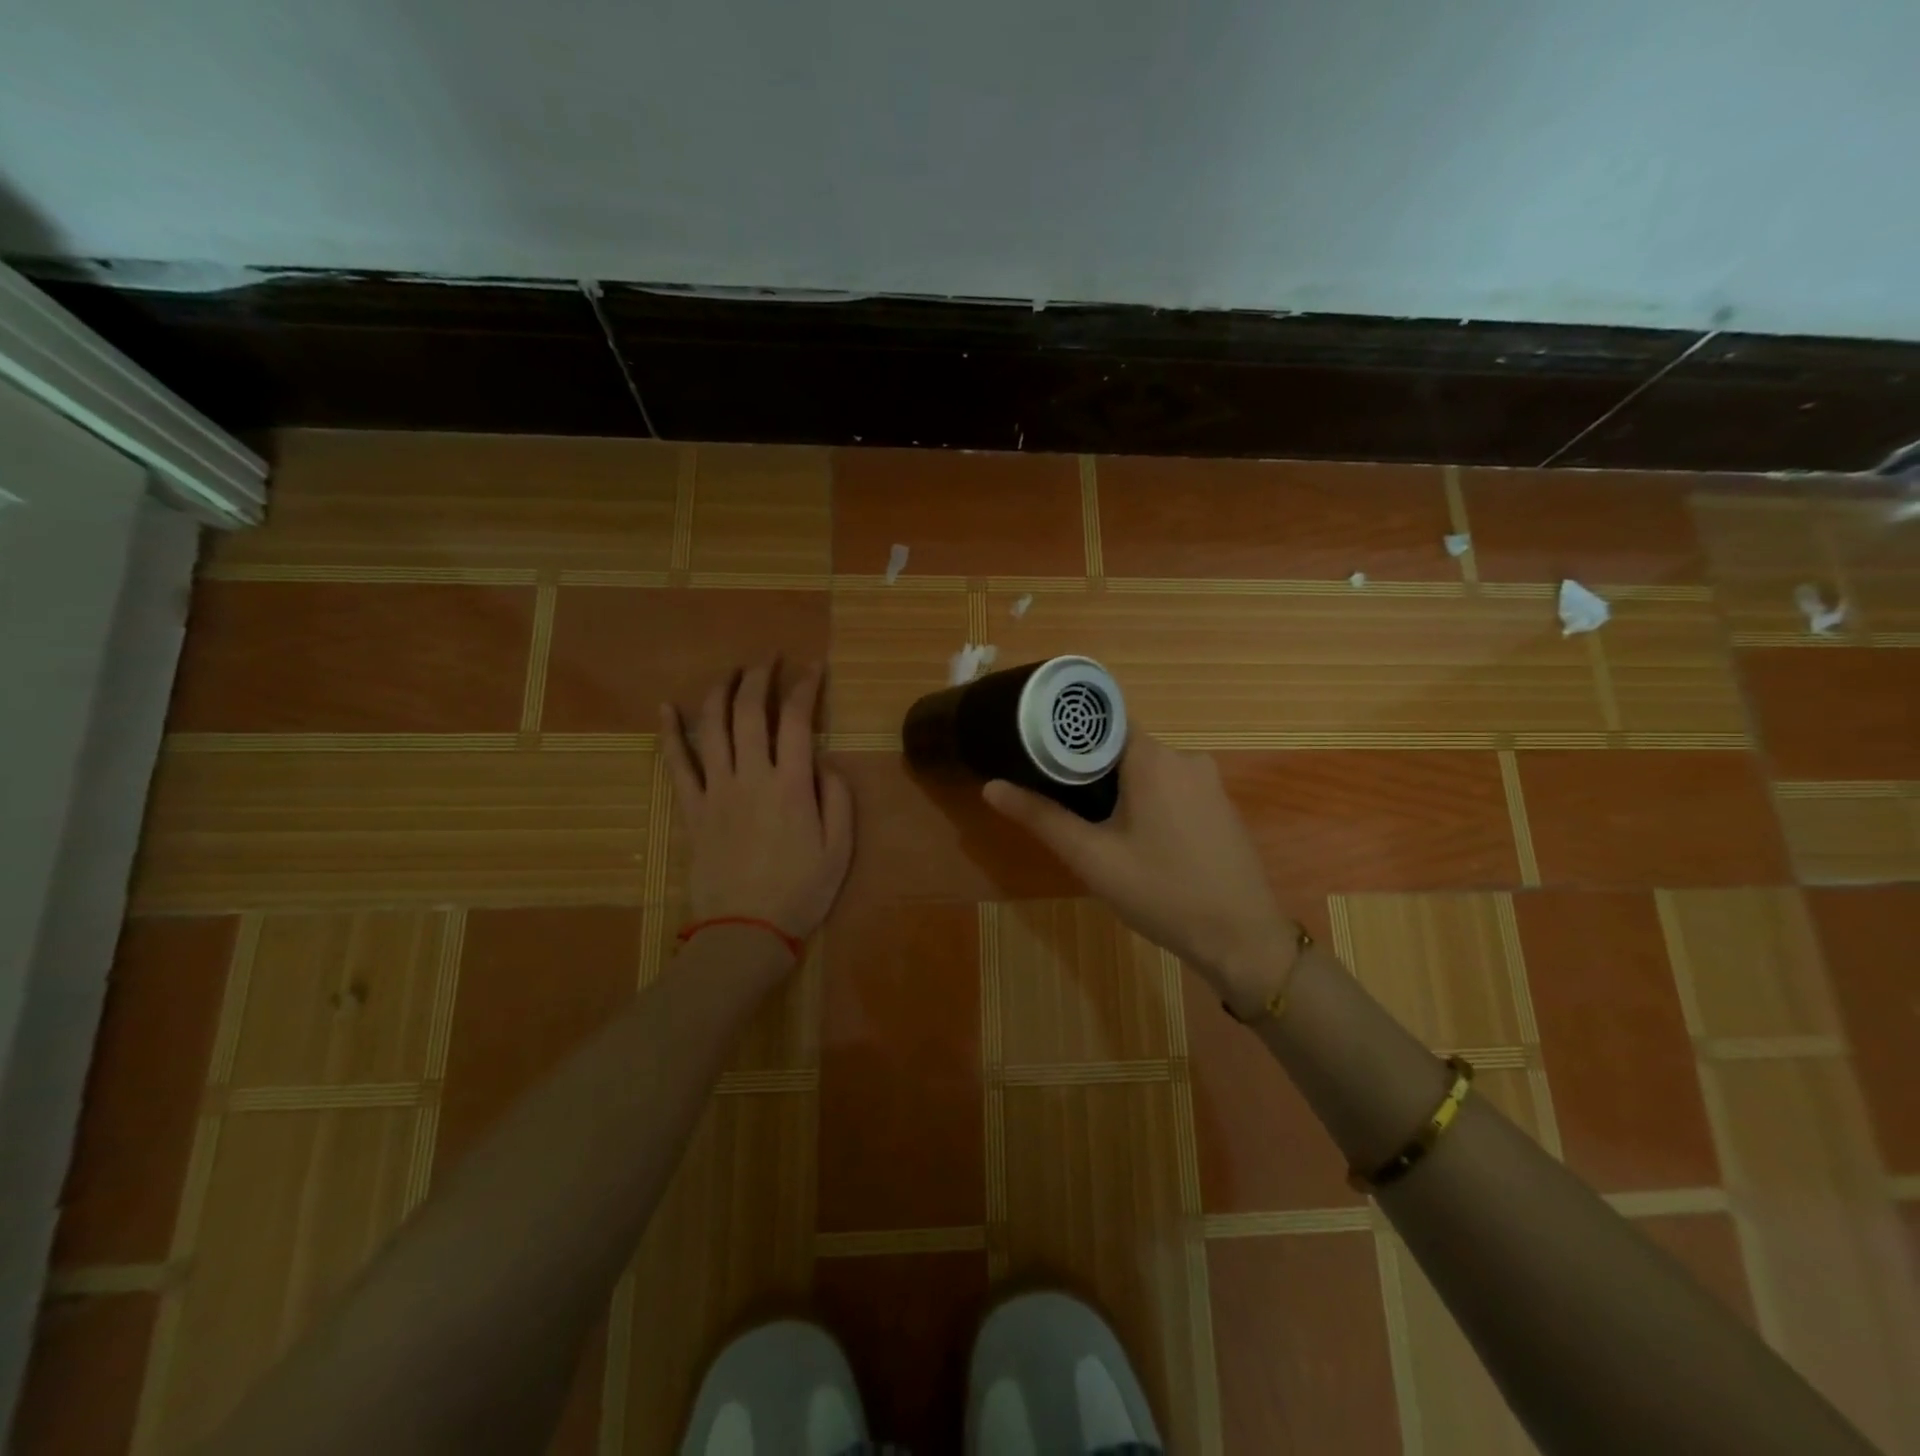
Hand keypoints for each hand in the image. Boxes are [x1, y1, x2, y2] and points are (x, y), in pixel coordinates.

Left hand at [661, 662, 853, 946]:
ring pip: (711, 727)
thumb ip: (838, 799)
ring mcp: (715, 791)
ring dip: (720, 691)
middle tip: (769, 659)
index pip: (796, 720)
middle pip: (749, 712)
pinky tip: (665, 708)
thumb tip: (826, 762)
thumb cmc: (800, 892)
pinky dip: (669, 732)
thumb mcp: (840, 850)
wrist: (745, 931)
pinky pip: (676, 764)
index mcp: (791, 785)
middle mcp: (751, 777)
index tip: (814, 668)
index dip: (805, 687)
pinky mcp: (692, 809)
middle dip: (760, 677)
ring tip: (730, 671)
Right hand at [982, 733, 1296, 1005]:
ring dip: (1116, 786)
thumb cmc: (1162, 893)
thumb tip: (991, 787)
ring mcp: (1208, 781)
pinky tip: (1131, 835)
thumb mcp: (1092, 858)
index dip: (1067, 732)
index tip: (1036, 747)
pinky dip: (1145, 799)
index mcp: (1153, 758)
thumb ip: (1041, 817)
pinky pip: (1170, 786)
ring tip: (1086, 818)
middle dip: (1087, 765)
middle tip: (1053, 793)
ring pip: (1146, 768)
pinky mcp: (1218, 805)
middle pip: (1122, 745)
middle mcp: (1185, 757)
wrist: (1242, 939)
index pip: (1102, 720)